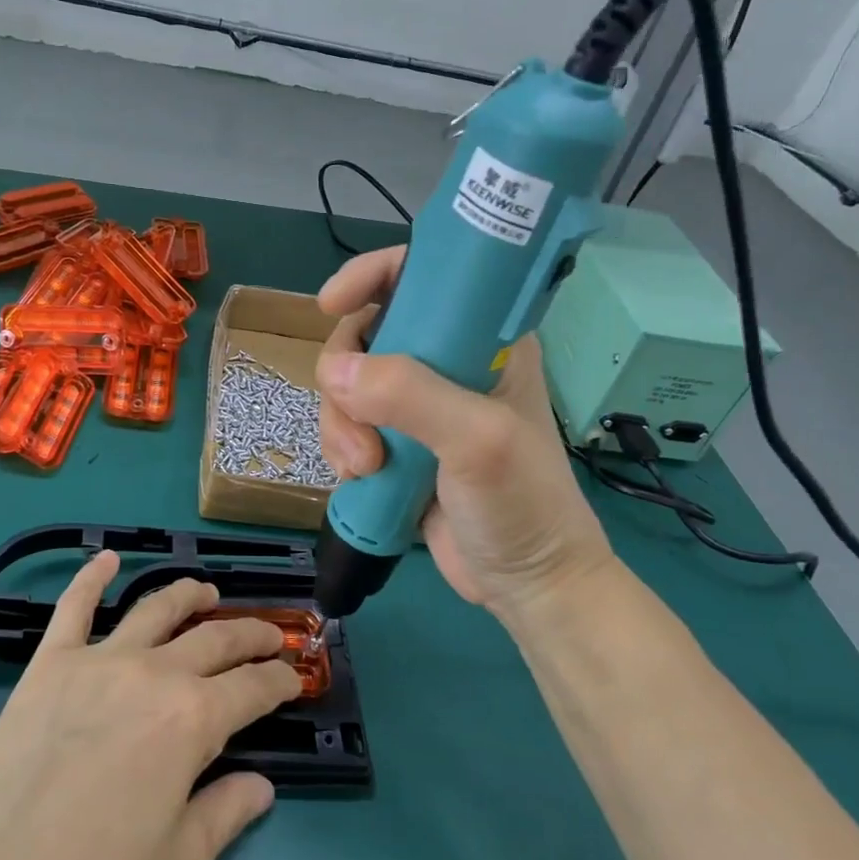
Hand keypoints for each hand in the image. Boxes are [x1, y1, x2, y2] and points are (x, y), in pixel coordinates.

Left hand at [0, 552, 301, 859]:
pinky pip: (75, 606)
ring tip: (207, 590)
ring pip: (157, 609)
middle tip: (268, 635)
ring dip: (189, 594)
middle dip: (251, 634)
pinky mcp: (51, 662)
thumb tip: (263, 784)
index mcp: (194, 719)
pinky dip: (92, 577)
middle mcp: (155, 673)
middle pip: (215, 639)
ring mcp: (100, 659)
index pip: (253, 688)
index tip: (293, 679)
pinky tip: (106, 559)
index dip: (280, 680)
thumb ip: (229, 812)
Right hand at [315, 245, 616, 623]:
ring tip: (365, 468)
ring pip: (346, 385)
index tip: (331, 303)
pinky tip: (360, 479)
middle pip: (366, 335)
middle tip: (361, 427)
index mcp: (482, 339)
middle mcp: (445, 361)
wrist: (527, 584)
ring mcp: (417, 406)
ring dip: (341, 425)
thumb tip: (336, 372)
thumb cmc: (523, 502)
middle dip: (346, 378)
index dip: (372, 276)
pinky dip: (340, 448)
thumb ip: (411, 396)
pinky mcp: (396, 444)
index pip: (422, 276)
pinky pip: (345, 425)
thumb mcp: (478, 440)